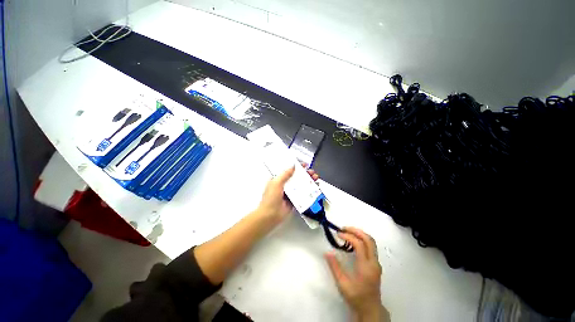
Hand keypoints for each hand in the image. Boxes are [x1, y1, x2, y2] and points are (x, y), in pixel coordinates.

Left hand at [256, 164, 319, 224]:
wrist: (270, 216)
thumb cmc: (271, 198)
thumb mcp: (276, 183)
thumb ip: (285, 174)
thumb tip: (293, 166)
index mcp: (278, 180)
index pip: (289, 171)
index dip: (297, 167)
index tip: (304, 165)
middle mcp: (284, 185)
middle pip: (297, 177)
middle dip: (305, 174)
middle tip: (312, 173)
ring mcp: (290, 193)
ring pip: (301, 185)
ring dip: (308, 181)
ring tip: (315, 178)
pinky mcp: (294, 200)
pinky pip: (302, 194)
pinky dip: (309, 191)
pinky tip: (314, 188)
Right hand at [325, 227, 387, 321]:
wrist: (371, 309)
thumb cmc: (356, 297)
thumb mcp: (342, 284)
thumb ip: (334, 267)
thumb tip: (327, 252)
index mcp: (366, 267)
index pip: (359, 245)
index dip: (348, 236)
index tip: (338, 234)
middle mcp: (374, 263)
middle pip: (369, 240)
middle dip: (356, 231)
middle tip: (344, 228)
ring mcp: (376, 263)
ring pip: (371, 242)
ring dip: (360, 234)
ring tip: (347, 232)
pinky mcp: (376, 264)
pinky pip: (371, 247)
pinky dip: (362, 239)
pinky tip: (353, 241)